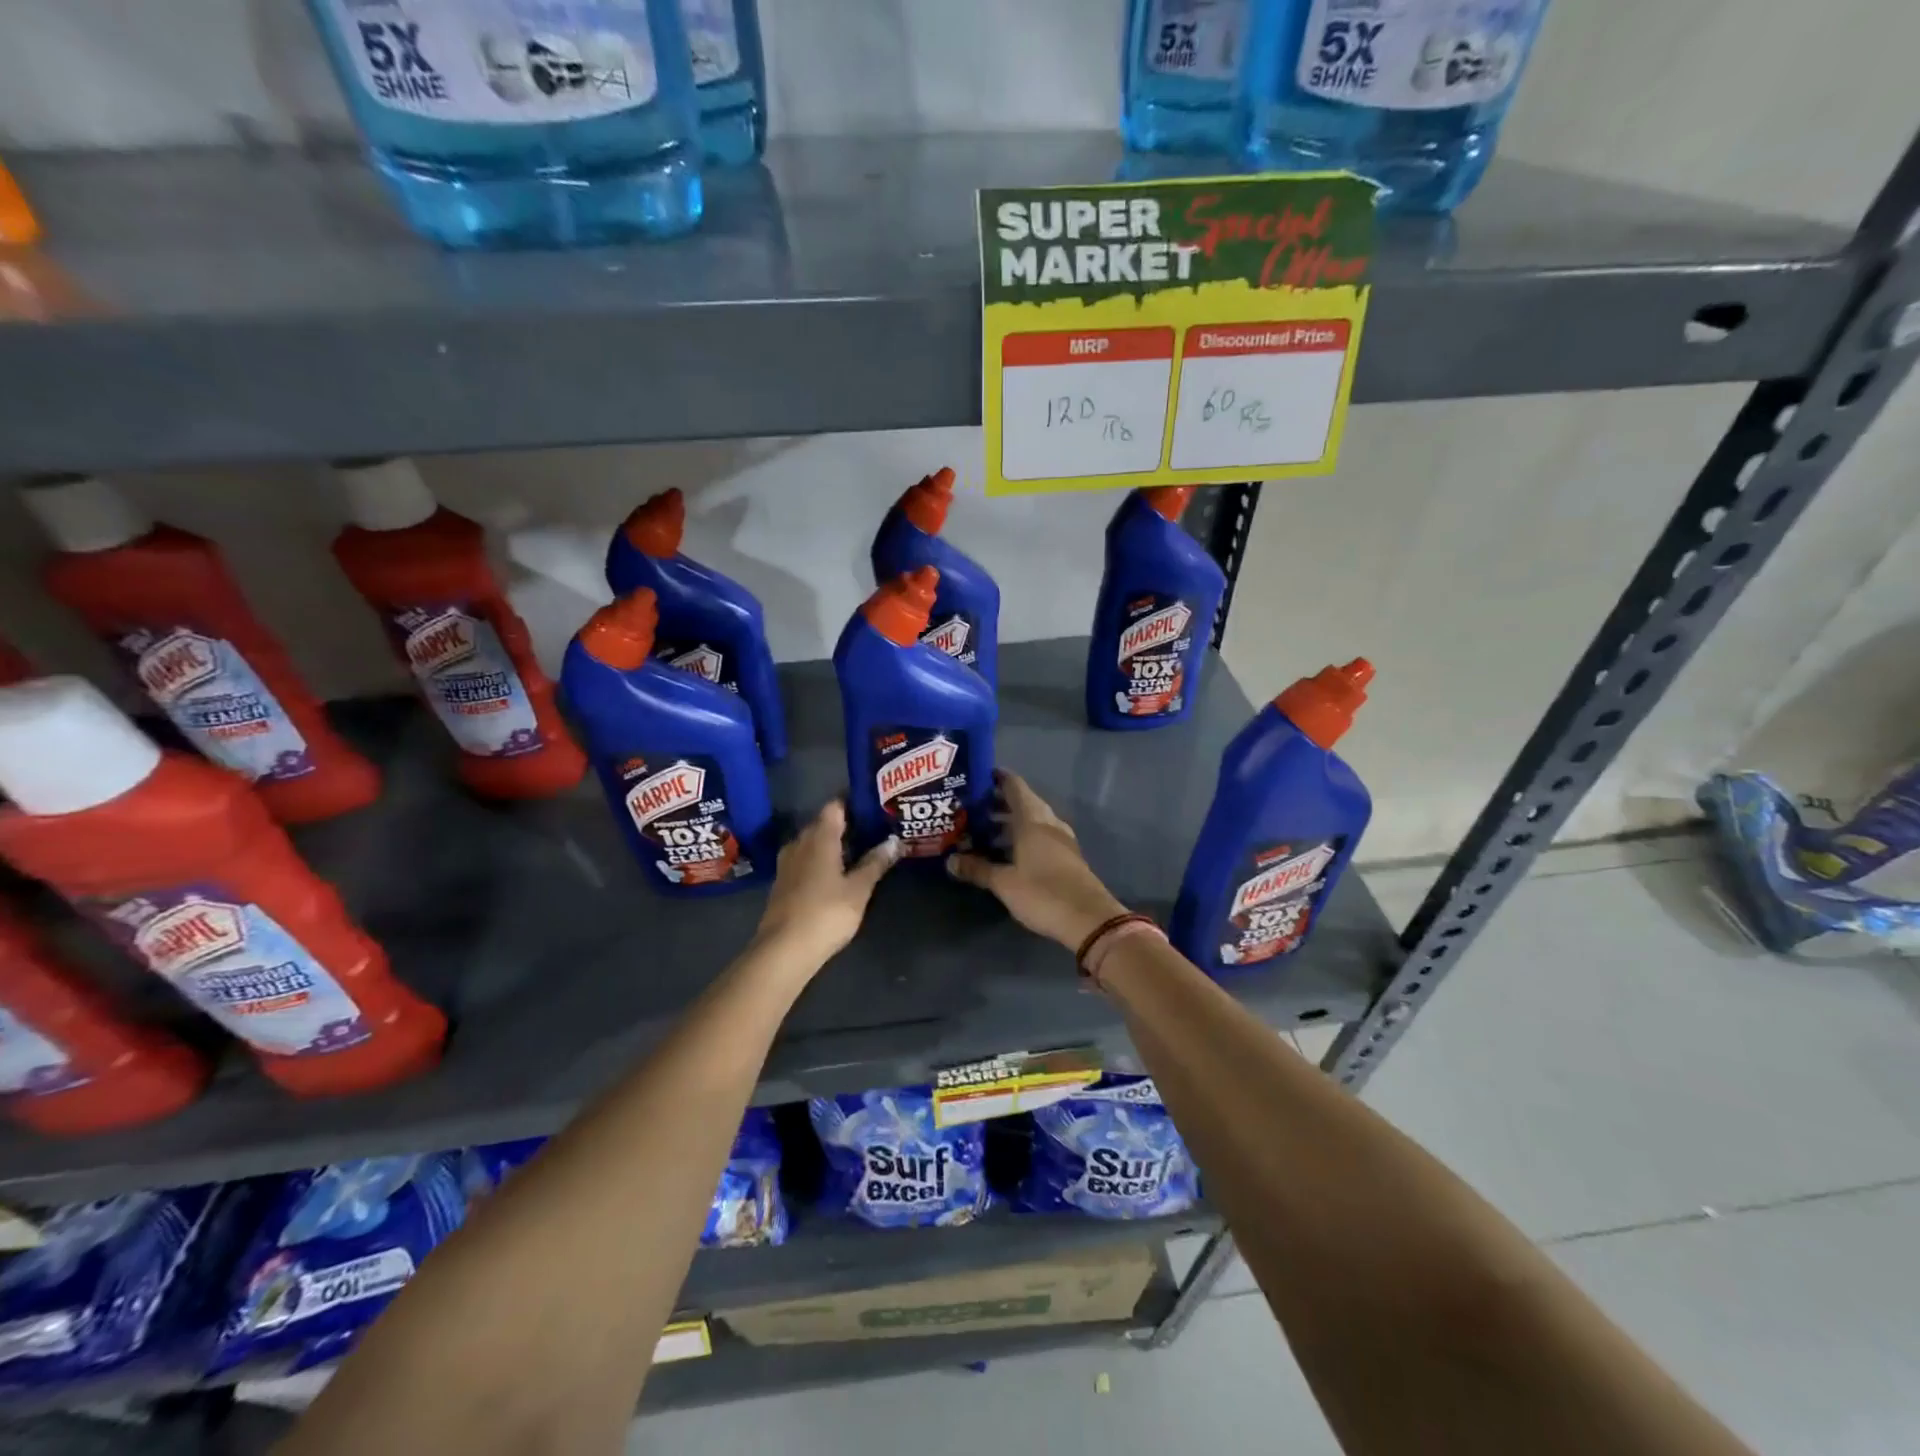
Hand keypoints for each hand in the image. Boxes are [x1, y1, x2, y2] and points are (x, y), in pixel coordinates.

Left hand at [753, 801, 899, 966]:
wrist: (784, 950)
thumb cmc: (826, 913)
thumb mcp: (858, 889)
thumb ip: (875, 863)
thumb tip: (894, 841)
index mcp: (819, 837)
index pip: (835, 806)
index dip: (853, 802)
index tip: (874, 804)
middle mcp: (800, 843)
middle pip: (824, 823)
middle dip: (847, 824)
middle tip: (874, 828)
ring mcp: (788, 863)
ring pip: (813, 842)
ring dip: (833, 843)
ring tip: (859, 849)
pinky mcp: (783, 882)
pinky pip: (806, 859)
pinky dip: (822, 859)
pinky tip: (837, 871)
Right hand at [947, 771, 1128, 949]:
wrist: (1089, 919)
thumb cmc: (1043, 893)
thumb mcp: (1004, 883)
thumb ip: (977, 869)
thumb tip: (950, 860)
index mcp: (1033, 820)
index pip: (1014, 786)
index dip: (995, 778)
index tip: (974, 777)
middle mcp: (1048, 823)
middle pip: (1022, 803)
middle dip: (996, 803)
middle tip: (969, 808)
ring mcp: (1061, 840)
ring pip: (1031, 821)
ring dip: (1009, 823)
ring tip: (982, 832)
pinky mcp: (1066, 857)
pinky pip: (1039, 837)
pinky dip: (1021, 838)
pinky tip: (1006, 853)